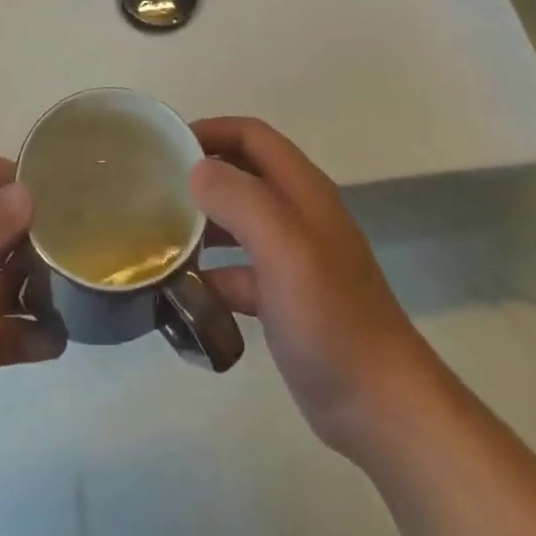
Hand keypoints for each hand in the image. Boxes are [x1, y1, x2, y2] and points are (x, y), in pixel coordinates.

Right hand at [191, 117, 439, 462]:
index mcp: (302, 189)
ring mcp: (293, 259)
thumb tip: (196, 170)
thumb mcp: (284, 247)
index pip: (252, 135)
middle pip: (243, 174)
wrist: (380, 406)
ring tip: (160, 237)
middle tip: (156, 190)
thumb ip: (240, 200)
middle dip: (202, 174)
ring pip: (239, 223)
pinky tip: (183, 292)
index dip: (212, 130)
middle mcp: (298, 214)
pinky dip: (212, 275)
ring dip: (203, 223)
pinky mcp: (285, 300)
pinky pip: (240, 273)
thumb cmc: (330, 316)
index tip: (168, 146)